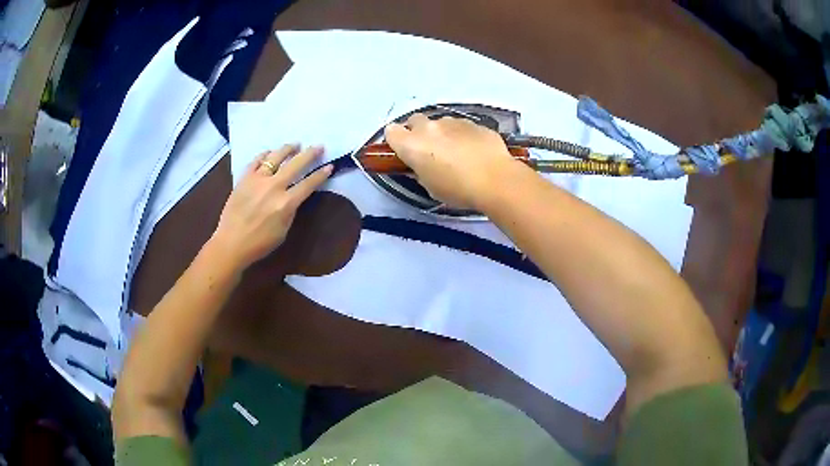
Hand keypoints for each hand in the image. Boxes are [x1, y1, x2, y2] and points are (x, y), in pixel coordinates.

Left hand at [211, 144, 331, 269]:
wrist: (231, 243)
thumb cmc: (260, 243)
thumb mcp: (283, 231)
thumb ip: (290, 210)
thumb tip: (295, 195)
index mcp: (286, 203)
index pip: (308, 184)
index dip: (321, 175)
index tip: (329, 166)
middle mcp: (273, 187)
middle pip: (295, 164)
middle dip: (310, 154)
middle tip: (319, 146)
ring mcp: (257, 180)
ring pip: (276, 157)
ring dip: (288, 149)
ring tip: (295, 144)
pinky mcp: (244, 178)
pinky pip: (256, 161)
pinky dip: (265, 154)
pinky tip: (270, 152)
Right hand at [384, 114, 518, 209]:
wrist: (495, 179)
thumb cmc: (458, 190)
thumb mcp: (431, 188)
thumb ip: (421, 172)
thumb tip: (423, 166)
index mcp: (412, 145)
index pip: (391, 132)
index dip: (395, 139)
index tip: (403, 149)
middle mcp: (429, 127)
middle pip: (415, 120)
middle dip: (417, 131)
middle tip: (429, 149)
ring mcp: (453, 122)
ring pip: (440, 123)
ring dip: (442, 133)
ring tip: (456, 152)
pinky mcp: (474, 123)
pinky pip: (462, 127)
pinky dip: (463, 136)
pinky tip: (474, 151)